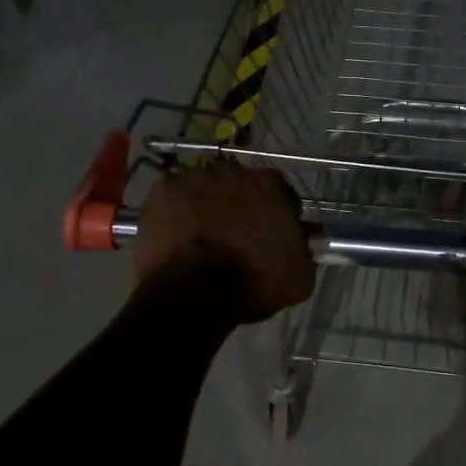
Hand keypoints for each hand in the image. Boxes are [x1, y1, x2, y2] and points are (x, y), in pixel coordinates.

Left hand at [133, 163, 314, 323]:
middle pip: (239, 185)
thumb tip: (303, 239)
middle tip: (235, 236)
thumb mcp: (299, 277)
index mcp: (270, 186)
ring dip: (206, 206)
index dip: (277, 213)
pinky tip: (177, 237)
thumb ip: (303, 249)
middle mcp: (233, 171)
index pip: (280, 193)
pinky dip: (175, 213)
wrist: (193, 293)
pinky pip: (172, 199)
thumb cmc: (252, 284)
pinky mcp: (161, 192)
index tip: (272, 235)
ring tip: (201, 238)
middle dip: (239, 205)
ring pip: (204, 189)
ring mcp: (193, 178)